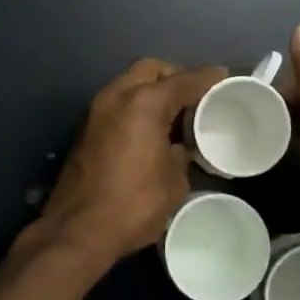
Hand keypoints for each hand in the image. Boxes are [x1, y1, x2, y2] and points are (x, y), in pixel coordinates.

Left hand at [14, 58, 227, 275]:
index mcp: (145, 103)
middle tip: (193, 98)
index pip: (183, 80)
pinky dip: (135, 107)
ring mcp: (96, 110)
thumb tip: (179, 148)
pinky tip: (149, 131)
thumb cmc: (134, 204)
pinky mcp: (85, 128)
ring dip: (151, 91)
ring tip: (173, 116)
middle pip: (150, 69)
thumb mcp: (174, 181)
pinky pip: (117, 103)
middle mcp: (117, 96)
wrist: (77, 230)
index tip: (222, 77)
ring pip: (129, 83)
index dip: (207, 78)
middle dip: (174, 77)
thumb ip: (181, 154)